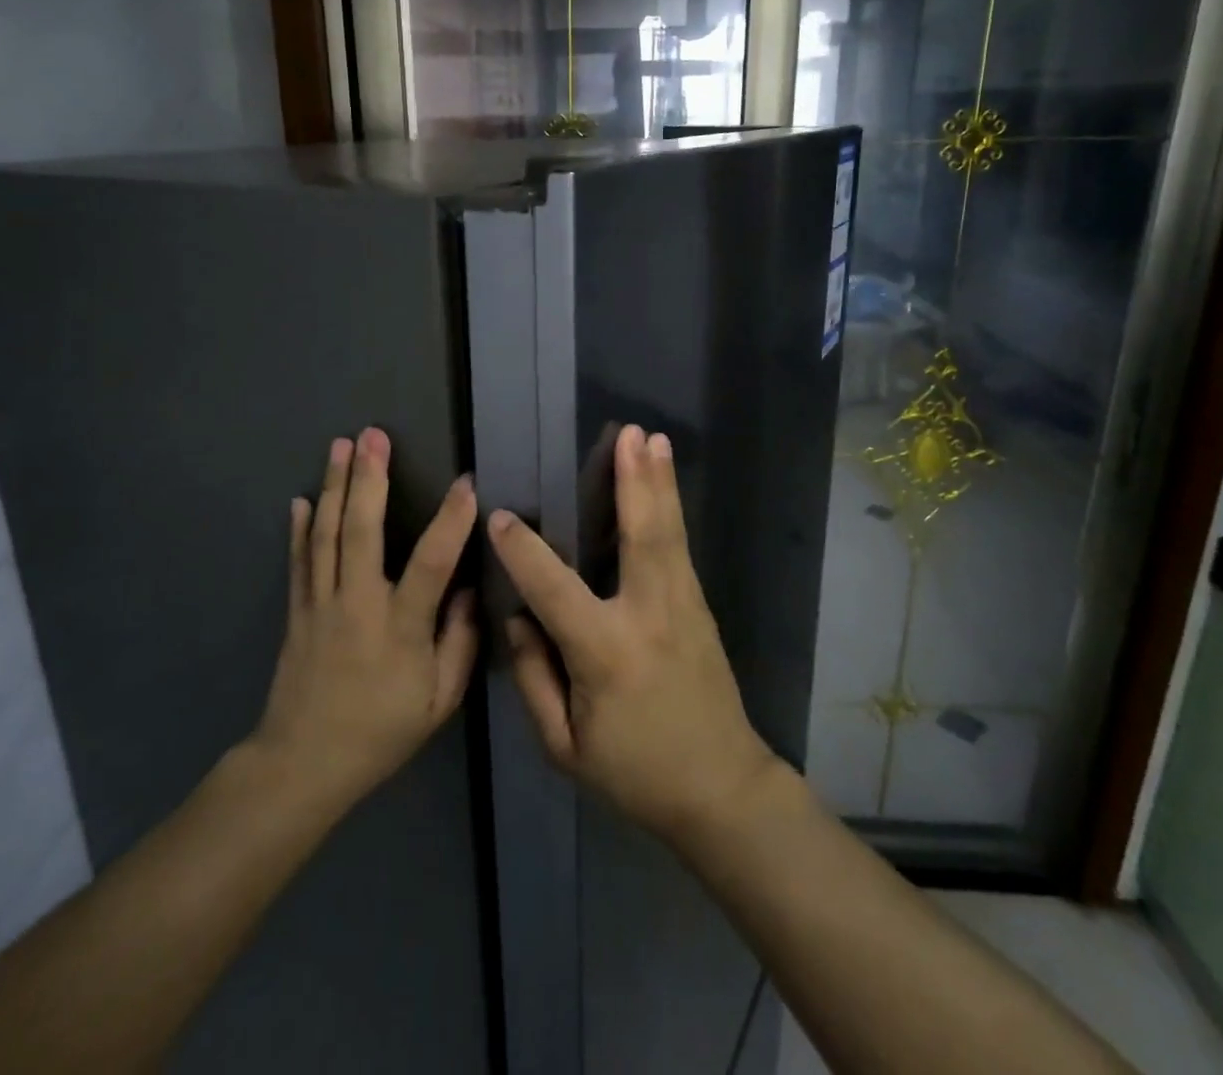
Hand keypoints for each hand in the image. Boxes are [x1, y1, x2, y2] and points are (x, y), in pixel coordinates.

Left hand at [252, 428, 479, 813]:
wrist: (303, 764)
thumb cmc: (381, 732)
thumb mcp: (439, 701)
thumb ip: (460, 642)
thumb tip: (467, 589)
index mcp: (400, 627)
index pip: (431, 563)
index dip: (451, 521)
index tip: (466, 483)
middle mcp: (357, 604)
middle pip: (361, 531)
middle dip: (369, 478)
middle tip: (374, 435)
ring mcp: (321, 604)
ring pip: (327, 535)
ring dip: (335, 486)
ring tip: (341, 445)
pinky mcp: (297, 611)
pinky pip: (299, 561)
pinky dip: (300, 528)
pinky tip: (302, 498)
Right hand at [487, 423, 780, 843]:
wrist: (722, 789)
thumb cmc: (635, 773)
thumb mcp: (564, 747)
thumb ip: (534, 678)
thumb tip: (519, 617)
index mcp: (607, 654)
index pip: (554, 589)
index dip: (523, 552)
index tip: (500, 516)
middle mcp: (649, 617)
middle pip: (641, 537)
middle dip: (633, 482)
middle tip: (629, 434)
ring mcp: (684, 606)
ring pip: (669, 533)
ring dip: (659, 482)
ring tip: (653, 438)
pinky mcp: (700, 607)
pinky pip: (678, 548)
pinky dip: (670, 508)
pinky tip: (665, 482)